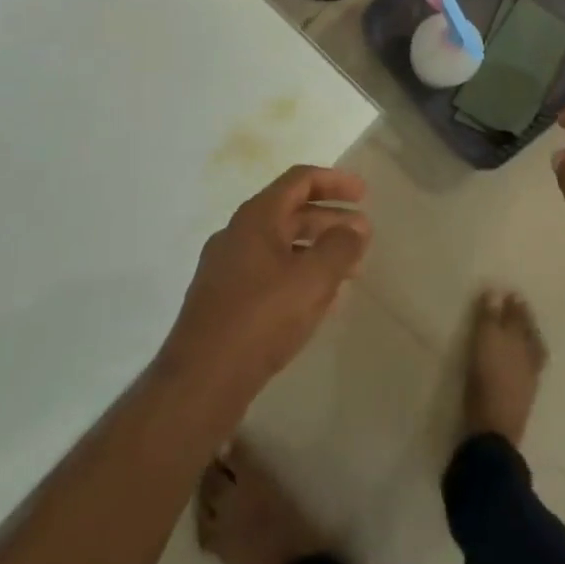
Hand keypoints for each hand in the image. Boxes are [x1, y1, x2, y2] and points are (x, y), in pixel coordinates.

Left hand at [160, 166, 369, 406]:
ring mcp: (227, 268)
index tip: (364, 195)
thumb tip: (356, 228)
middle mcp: (237, 234)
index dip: (335, 182)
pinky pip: (270, 273)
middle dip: (330, 219)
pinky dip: (299, 274)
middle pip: (291, 212)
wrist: (200, 383)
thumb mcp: (312, 280)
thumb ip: (341, 247)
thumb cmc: (260, 320)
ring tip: (349, 270)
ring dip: (317, 249)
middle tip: (363, 235)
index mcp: (256, 218)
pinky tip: (320, 300)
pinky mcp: (224, 300)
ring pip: (281, 245)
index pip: (300, 180)